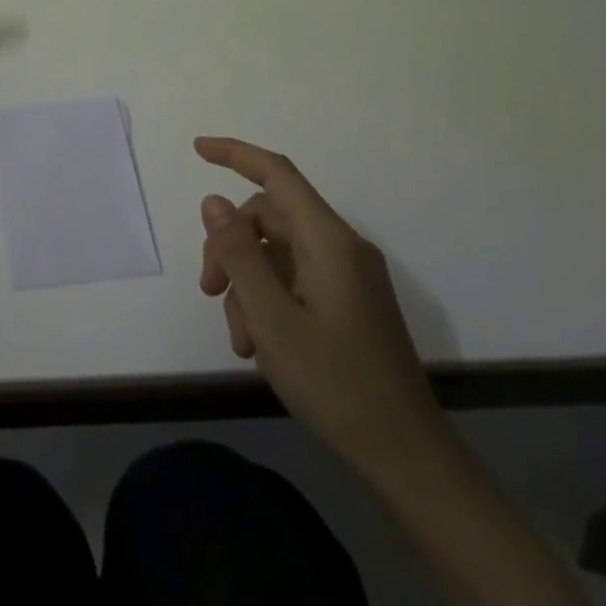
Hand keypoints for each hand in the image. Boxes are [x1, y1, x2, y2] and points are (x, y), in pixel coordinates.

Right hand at [196, 136, 455, 486]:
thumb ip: (238, 254)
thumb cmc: (336, 384)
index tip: (197, 149)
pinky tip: (259, 345)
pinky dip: (268, 300)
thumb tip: (214, 202)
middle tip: (208, 290)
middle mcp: (342, 248)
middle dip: (231, 245)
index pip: (277, 174)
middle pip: (270, 218)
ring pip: (277, 253)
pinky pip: (295, 279)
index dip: (235, 154)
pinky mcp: (349, 301)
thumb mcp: (271, 318)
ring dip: (247, 283)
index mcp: (329, 241)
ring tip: (240, 338)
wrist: (408, 457)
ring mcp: (348, 276)